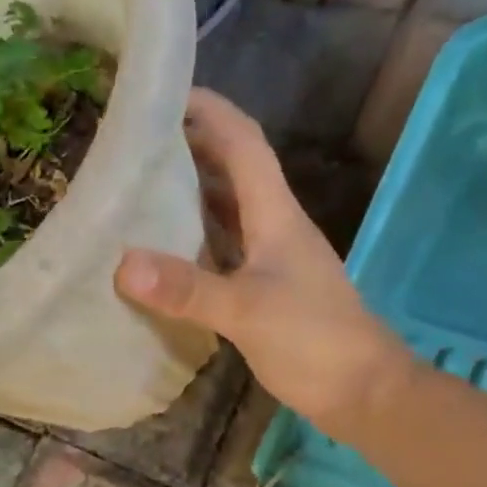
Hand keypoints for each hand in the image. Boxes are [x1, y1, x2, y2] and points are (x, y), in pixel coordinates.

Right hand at [115, 90, 409, 441]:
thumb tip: (122, 264)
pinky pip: (223, 249)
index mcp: (276, 214)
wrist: (363, 393)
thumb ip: (189, 288)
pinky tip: (163, 251)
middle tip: (134, 142)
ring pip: (226, 209)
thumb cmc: (315, 340)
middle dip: (190, 146)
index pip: (244, 143)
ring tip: (138, 186)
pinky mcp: (264, 289)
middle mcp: (274, 226)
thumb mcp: (248, 311)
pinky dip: (193, 240)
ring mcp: (270, 259)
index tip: (164, 94)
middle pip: (232, 169)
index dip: (210, 111)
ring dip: (190, 192)